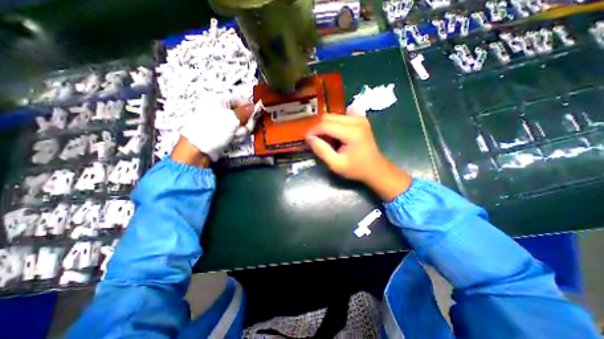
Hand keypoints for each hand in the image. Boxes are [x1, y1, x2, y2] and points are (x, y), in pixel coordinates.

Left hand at [178, 103, 256, 165]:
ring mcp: (225, 122)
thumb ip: (246, 112)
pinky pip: (238, 132)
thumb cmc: (214, 129)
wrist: (201, 148)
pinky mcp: (227, 132)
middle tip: (243, 128)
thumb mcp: (232, 118)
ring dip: (242, 131)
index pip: (241, 99)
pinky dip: (238, 136)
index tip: (255, 115)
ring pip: (242, 125)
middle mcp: (223, 110)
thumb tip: (255, 106)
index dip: (250, 107)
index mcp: (222, 101)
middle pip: (244, 114)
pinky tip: (233, 139)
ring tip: (235, 135)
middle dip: (246, 123)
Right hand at [305, 113, 412, 201]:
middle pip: (328, 117)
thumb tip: (309, 138)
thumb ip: (321, 150)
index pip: (325, 125)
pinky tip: (334, 137)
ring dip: (325, 127)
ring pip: (332, 116)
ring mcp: (359, 118)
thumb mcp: (336, 164)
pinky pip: (339, 118)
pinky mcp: (359, 119)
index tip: (306, 140)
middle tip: (316, 142)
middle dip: (318, 129)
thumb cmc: (356, 169)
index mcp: (352, 132)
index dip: (313, 131)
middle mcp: (356, 120)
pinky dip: (332, 126)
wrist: (375, 168)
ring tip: (326, 141)